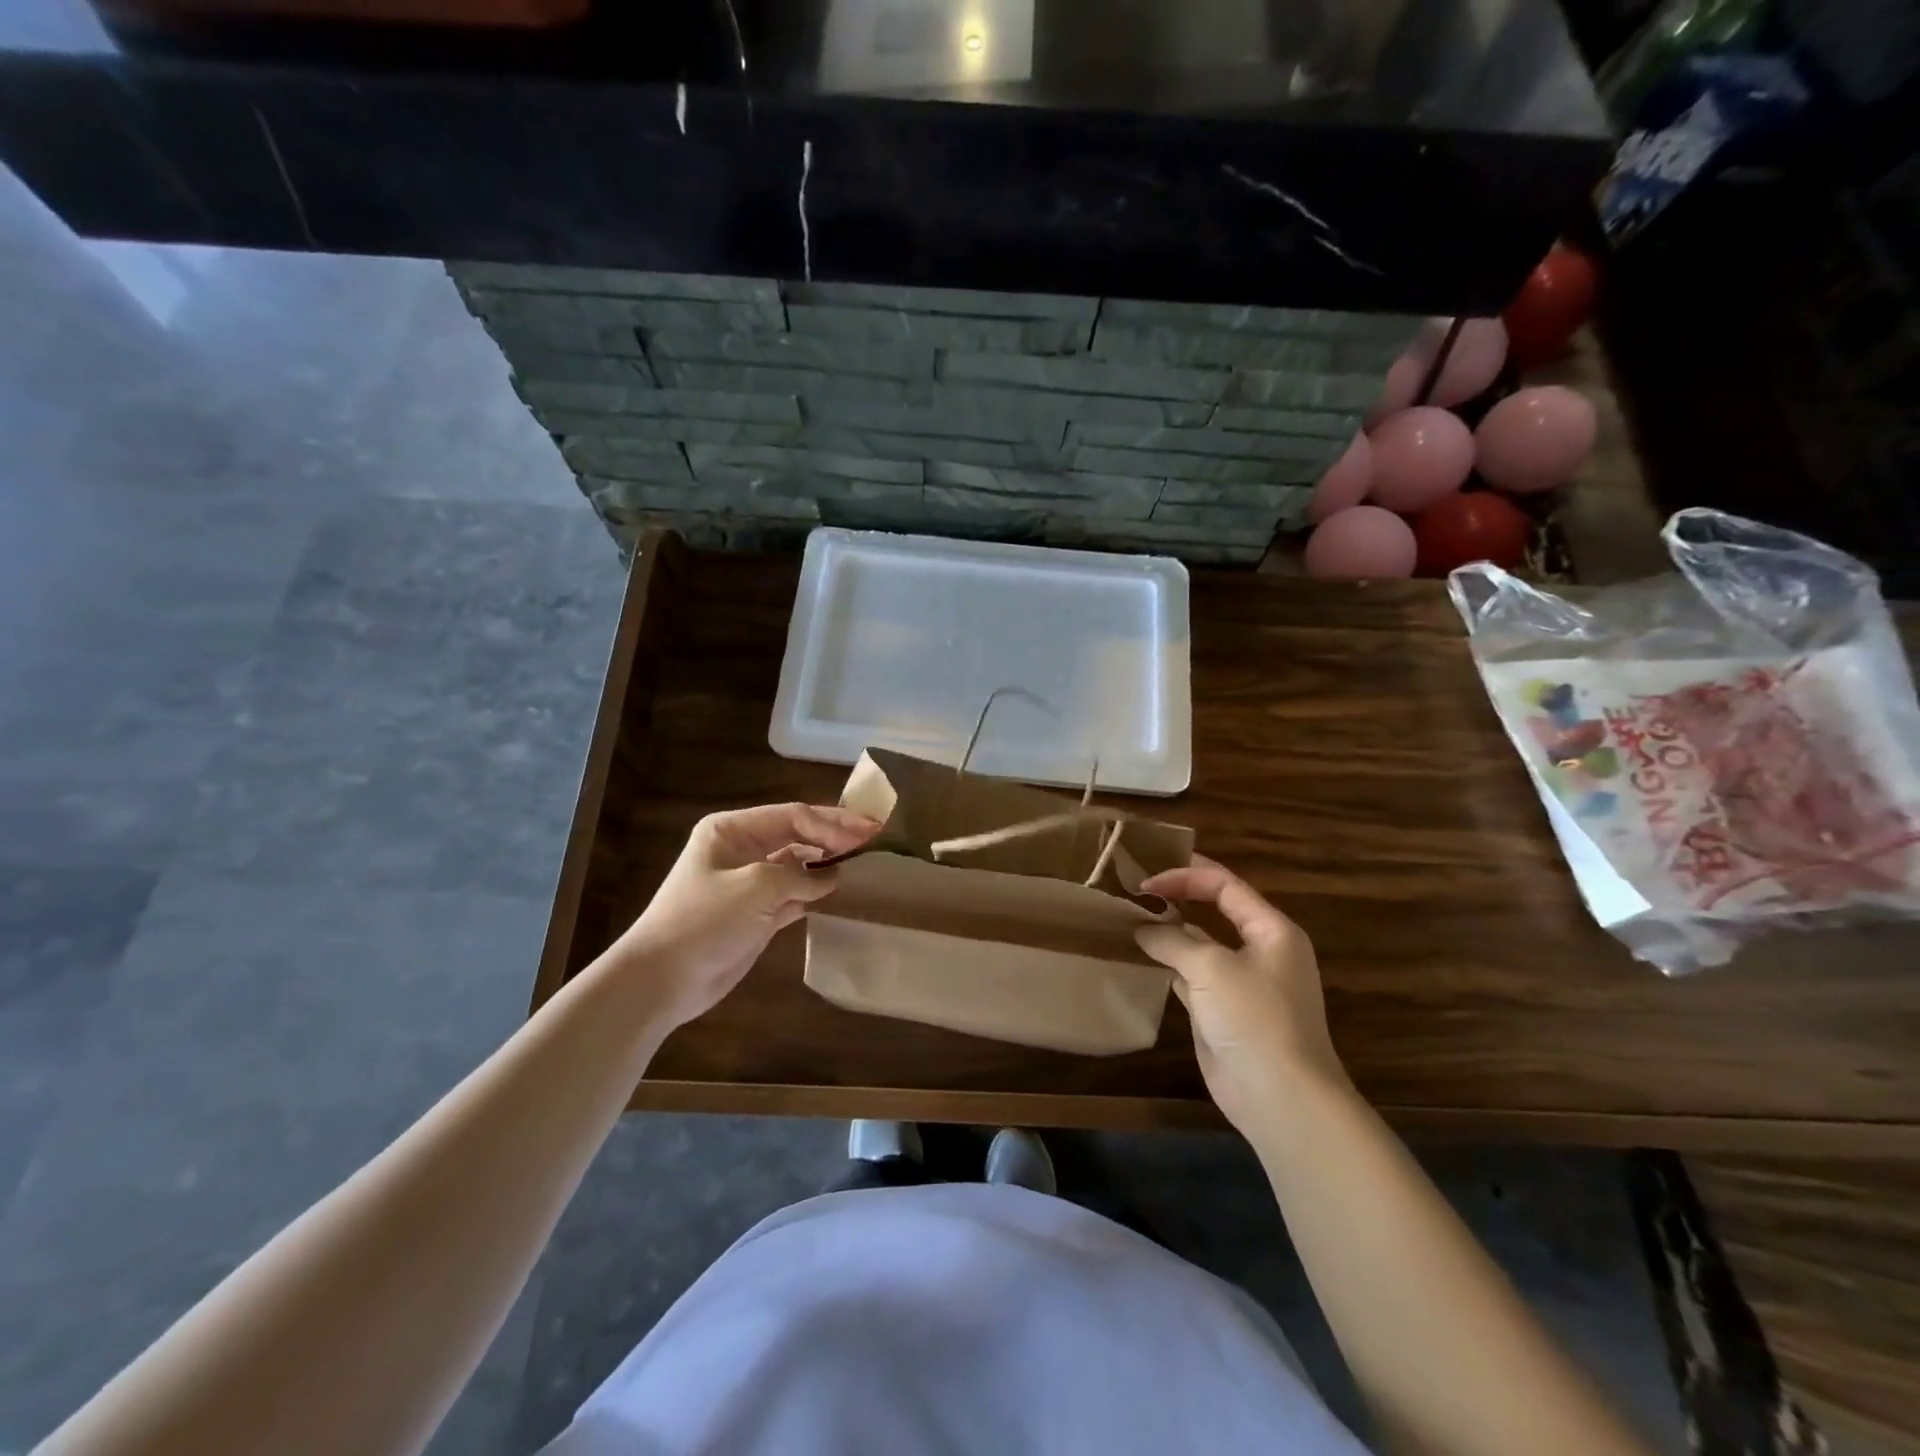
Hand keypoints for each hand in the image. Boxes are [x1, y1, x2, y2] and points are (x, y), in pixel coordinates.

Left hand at [615, 803, 877, 1029]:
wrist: (663, 979)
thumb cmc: (705, 920)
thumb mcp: (756, 886)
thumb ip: (800, 875)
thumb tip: (831, 876)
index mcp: (732, 830)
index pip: (793, 816)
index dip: (833, 822)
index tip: (869, 831)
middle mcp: (742, 850)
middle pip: (797, 836)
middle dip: (834, 837)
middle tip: (874, 838)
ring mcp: (750, 884)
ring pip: (798, 865)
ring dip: (827, 863)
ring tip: (864, 862)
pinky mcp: (757, 915)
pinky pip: (795, 895)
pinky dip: (816, 892)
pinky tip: (840, 891)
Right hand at [1137, 857, 1350, 1140]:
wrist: (1281, 1098)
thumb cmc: (1254, 1019)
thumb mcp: (1211, 968)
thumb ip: (1173, 940)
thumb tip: (1143, 930)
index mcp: (1271, 930)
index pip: (1225, 885)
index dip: (1184, 876)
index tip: (1145, 882)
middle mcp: (1260, 951)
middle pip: (1214, 910)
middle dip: (1177, 897)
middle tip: (1135, 890)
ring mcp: (1241, 983)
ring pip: (1201, 944)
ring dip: (1169, 932)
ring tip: (1130, 918)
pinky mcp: (1223, 1011)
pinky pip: (1192, 976)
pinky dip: (1168, 965)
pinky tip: (1142, 958)